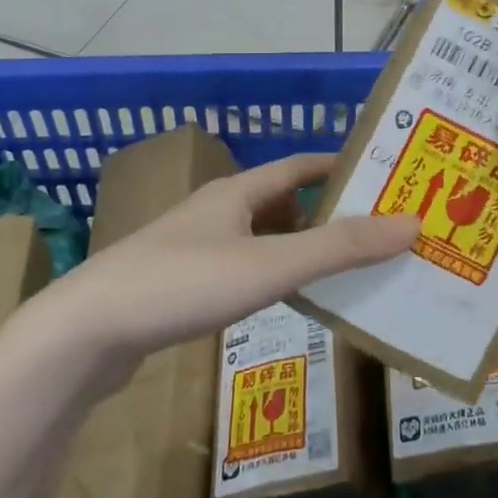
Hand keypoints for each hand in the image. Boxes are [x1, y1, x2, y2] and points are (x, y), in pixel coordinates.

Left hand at [48, 153, 418, 364]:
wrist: (86, 332)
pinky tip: (284, 300)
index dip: (339, 166)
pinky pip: (241, 269)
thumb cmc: (182, 284)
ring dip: (299, 247)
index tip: (381, 174)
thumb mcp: (269, 265)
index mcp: (235, 193)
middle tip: (375, 230)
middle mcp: (215, 212)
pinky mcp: (178, 285)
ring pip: (260, 238)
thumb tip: (411, 222)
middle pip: (281, 202)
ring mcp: (192, 248)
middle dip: (327, 212)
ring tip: (343, 268)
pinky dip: (271, 275)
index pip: (298, 166)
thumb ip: (339, 248)